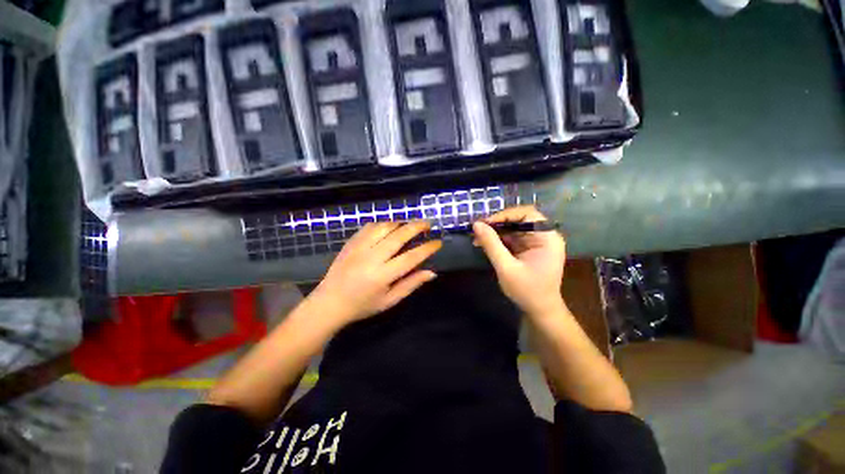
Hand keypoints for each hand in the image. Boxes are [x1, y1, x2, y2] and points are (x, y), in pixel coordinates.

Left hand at [306, 221, 441, 326]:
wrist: (329, 302)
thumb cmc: (362, 305)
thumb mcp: (389, 301)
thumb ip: (411, 284)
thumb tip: (432, 272)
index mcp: (383, 275)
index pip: (411, 257)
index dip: (427, 248)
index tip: (438, 242)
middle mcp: (372, 257)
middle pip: (399, 236)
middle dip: (416, 227)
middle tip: (428, 224)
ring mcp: (359, 247)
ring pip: (384, 227)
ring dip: (401, 223)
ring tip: (410, 225)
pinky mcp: (351, 242)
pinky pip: (370, 226)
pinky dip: (383, 224)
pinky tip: (389, 227)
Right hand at [472, 206, 566, 316]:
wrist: (540, 311)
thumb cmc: (527, 291)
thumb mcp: (506, 267)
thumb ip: (491, 245)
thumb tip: (476, 224)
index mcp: (547, 238)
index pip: (527, 214)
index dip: (505, 215)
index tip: (486, 223)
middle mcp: (544, 236)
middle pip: (519, 220)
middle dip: (497, 224)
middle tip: (478, 230)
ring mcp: (537, 242)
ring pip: (513, 229)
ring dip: (495, 233)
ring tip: (477, 238)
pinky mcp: (529, 249)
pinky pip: (512, 238)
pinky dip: (498, 240)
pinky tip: (485, 244)